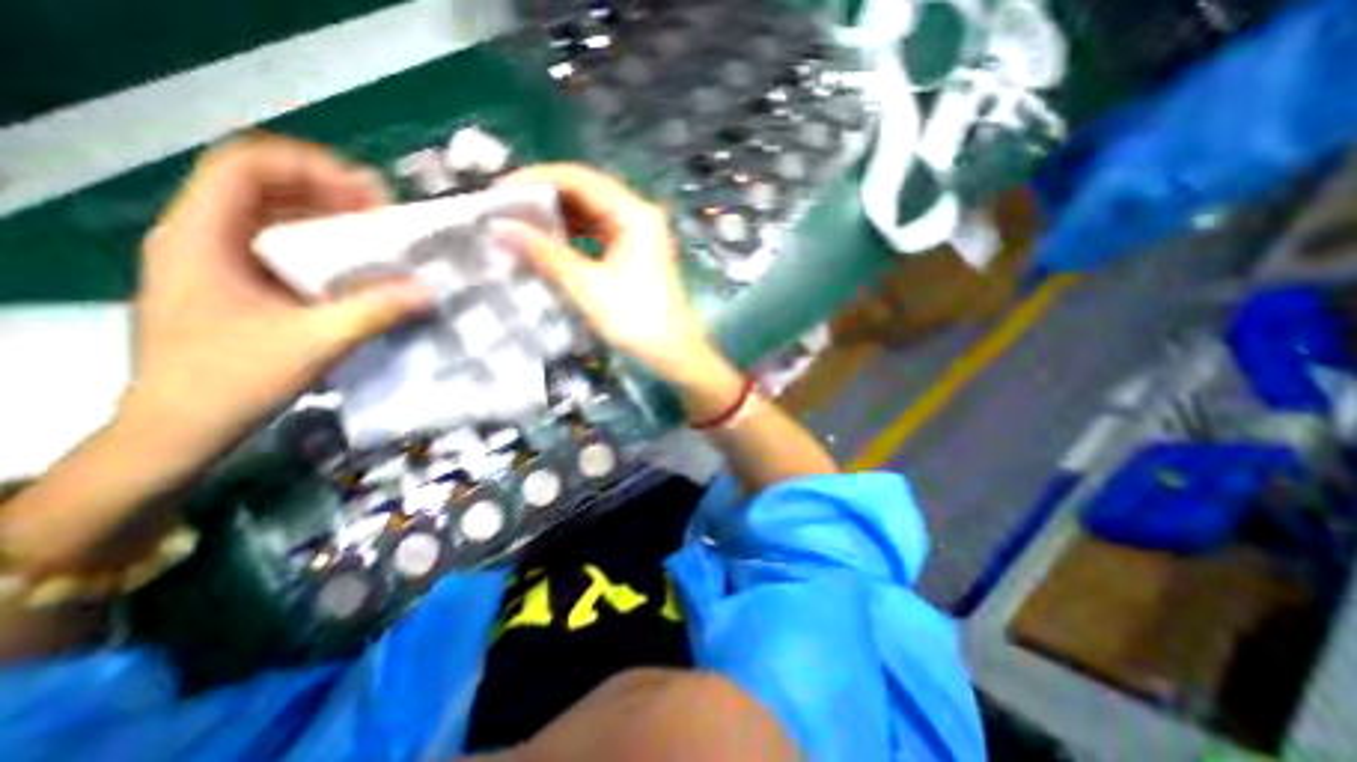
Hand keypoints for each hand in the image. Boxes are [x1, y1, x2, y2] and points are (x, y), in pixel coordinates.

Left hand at [125, 133, 435, 459]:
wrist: (180, 428)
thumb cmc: (234, 380)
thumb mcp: (315, 342)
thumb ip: (375, 311)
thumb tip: (428, 291)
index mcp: (201, 237)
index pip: (246, 166)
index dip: (312, 168)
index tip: (369, 195)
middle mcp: (202, 237)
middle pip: (264, 186)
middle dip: (329, 193)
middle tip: (384, 217)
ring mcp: (216, 261)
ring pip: (274, 216)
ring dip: (329, 220)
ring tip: (378, 238)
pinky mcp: (235, 284)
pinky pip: (282, 247)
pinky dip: (322, 247)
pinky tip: (355, 267)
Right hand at [494, 160, 726, 383]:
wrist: (673, 351)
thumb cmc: (635, 319)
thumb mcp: (586, 286)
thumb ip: (543, 254)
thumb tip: (500, 228)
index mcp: (633, 213)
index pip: (578, 178)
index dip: (535, 178)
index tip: (499, 192)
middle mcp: (638, 214)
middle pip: (585, 191)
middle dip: (544, 198)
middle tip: (505, 210)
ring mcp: (639, 233)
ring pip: (591, 213)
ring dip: (558, 218)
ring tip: (521, 227)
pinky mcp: (636, 251)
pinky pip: (600, 232)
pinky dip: (575, 236)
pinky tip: (551, 244)